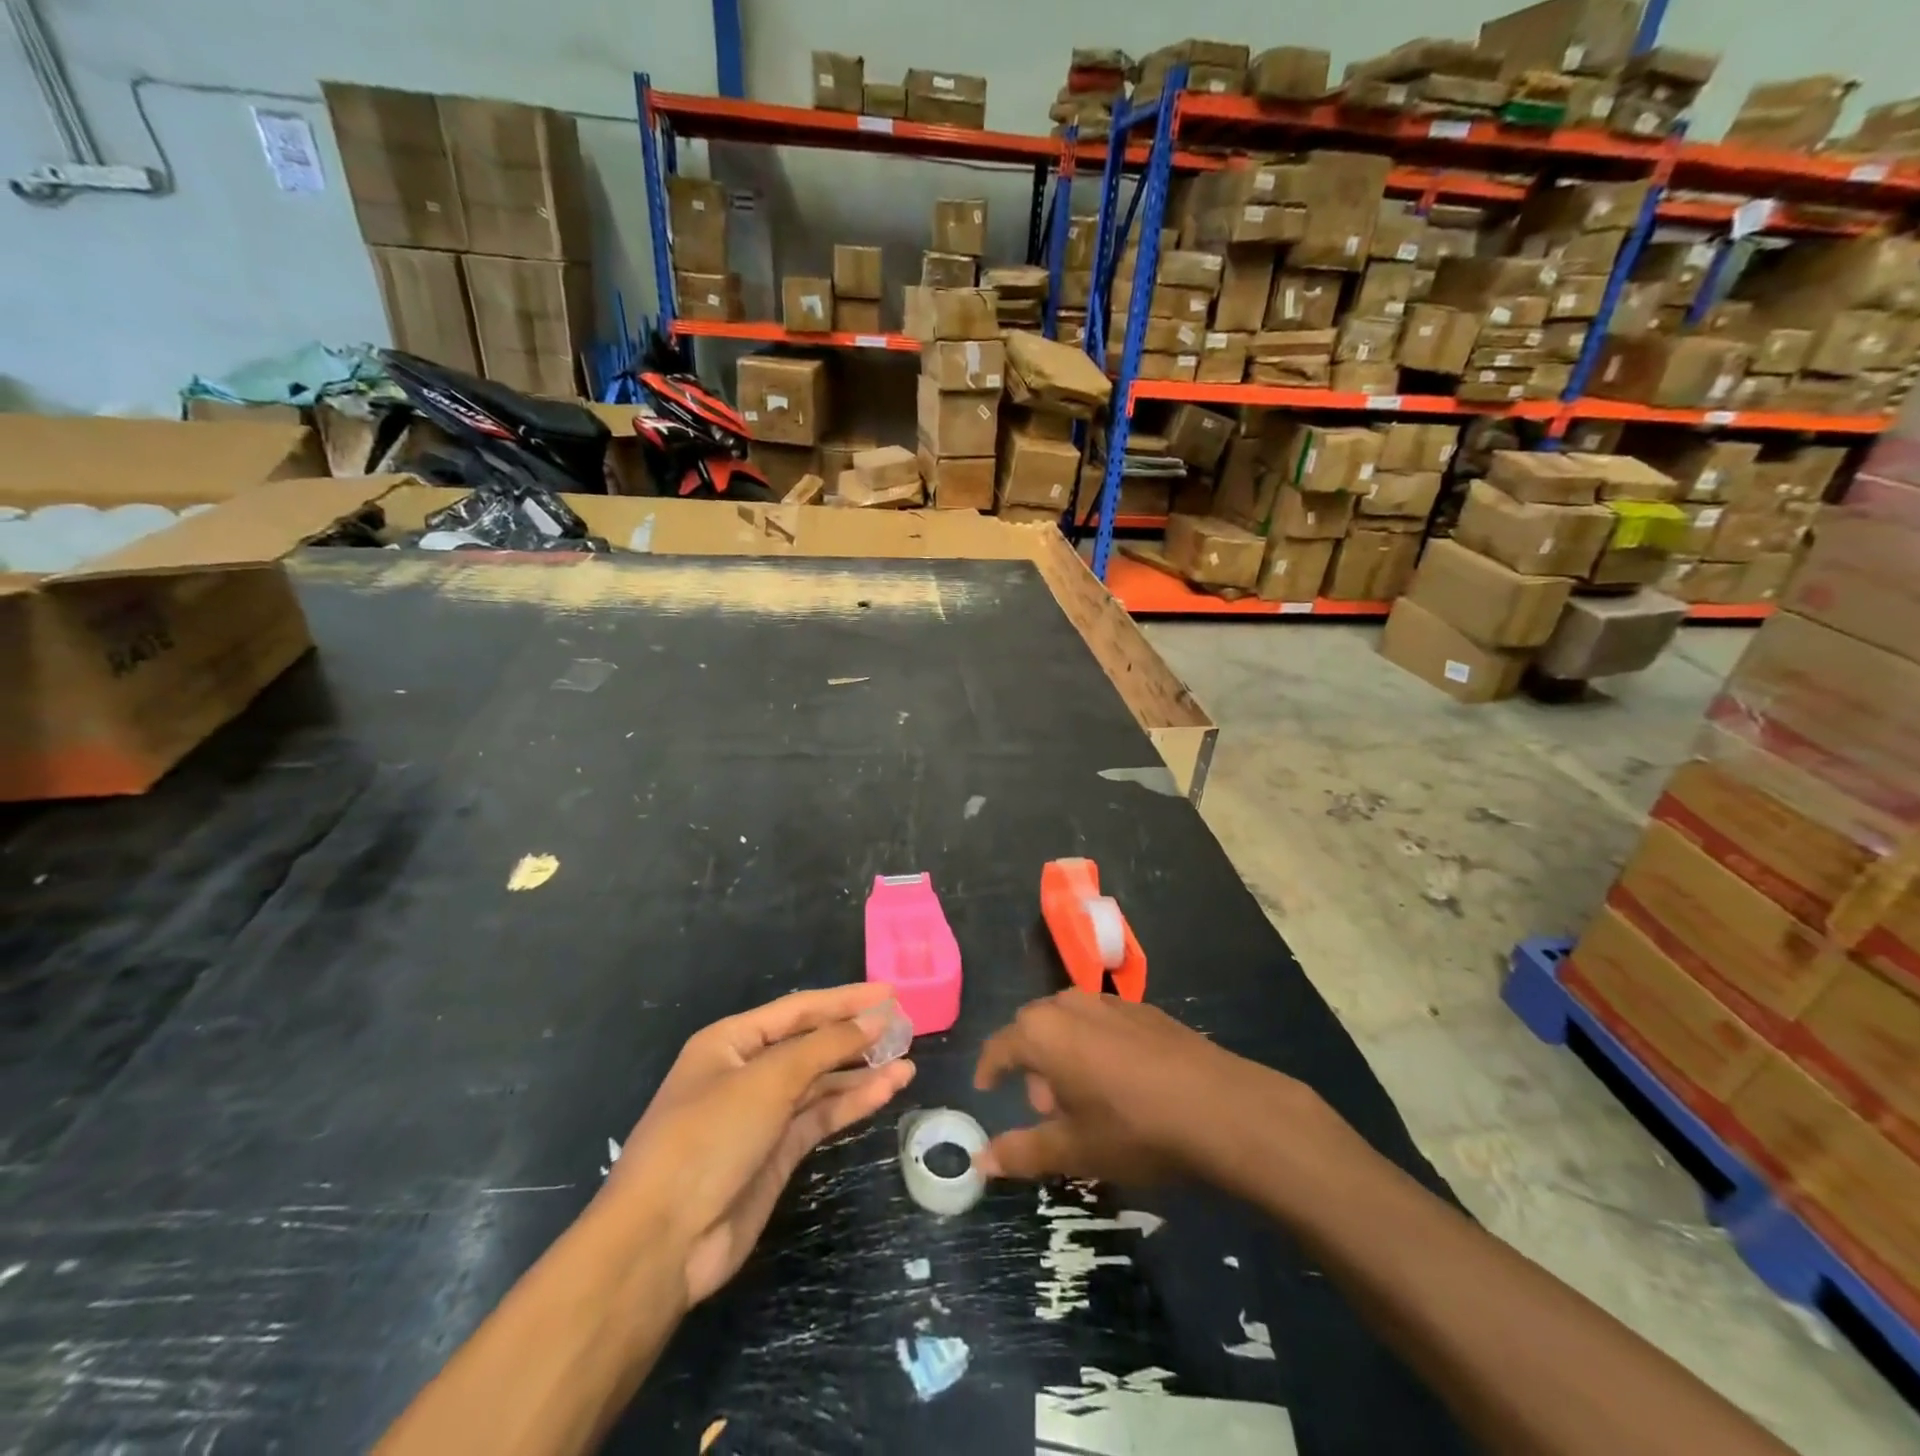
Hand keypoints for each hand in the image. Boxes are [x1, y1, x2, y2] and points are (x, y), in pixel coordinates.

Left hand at [607, 983, 913, 1304]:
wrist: (663, 1241)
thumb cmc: (708, 1137)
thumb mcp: (768, 1080)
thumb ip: (825, 1047)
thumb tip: (873, 1020)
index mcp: (731, 1042)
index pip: (798, 1010)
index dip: (845, 1000)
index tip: (889, 994)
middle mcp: (747, 1072)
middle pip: (811, 1044)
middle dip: (855, 1034)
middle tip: (904, 1026)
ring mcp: (763, 1115)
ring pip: (821, 1082)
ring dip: (861, 1071)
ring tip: (907, 1058)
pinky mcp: (777, 1153)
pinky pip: (821, 1116)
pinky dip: (853, 1103)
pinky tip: (888, 1089)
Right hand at [973, 990, 1307, 1184]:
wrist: (1220, 1107)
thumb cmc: (1133, 1129)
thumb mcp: (1074, 1150)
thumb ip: (1021, 1151)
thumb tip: (980, 1161)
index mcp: (1042, 1032)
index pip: (1000, 1047)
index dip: (989, 1069)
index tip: (986, 1088)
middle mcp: (1069, 1004)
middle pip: (1035, 1030)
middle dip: (1032, 1066)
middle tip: (1046, 1108)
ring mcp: (1110, 1001)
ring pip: (1070, 1024)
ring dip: (1066, 1055)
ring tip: (1086, 1100)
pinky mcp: (1144, 1009)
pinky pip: (1103, 1024)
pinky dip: (1097, 1048)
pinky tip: (1123, 1084)